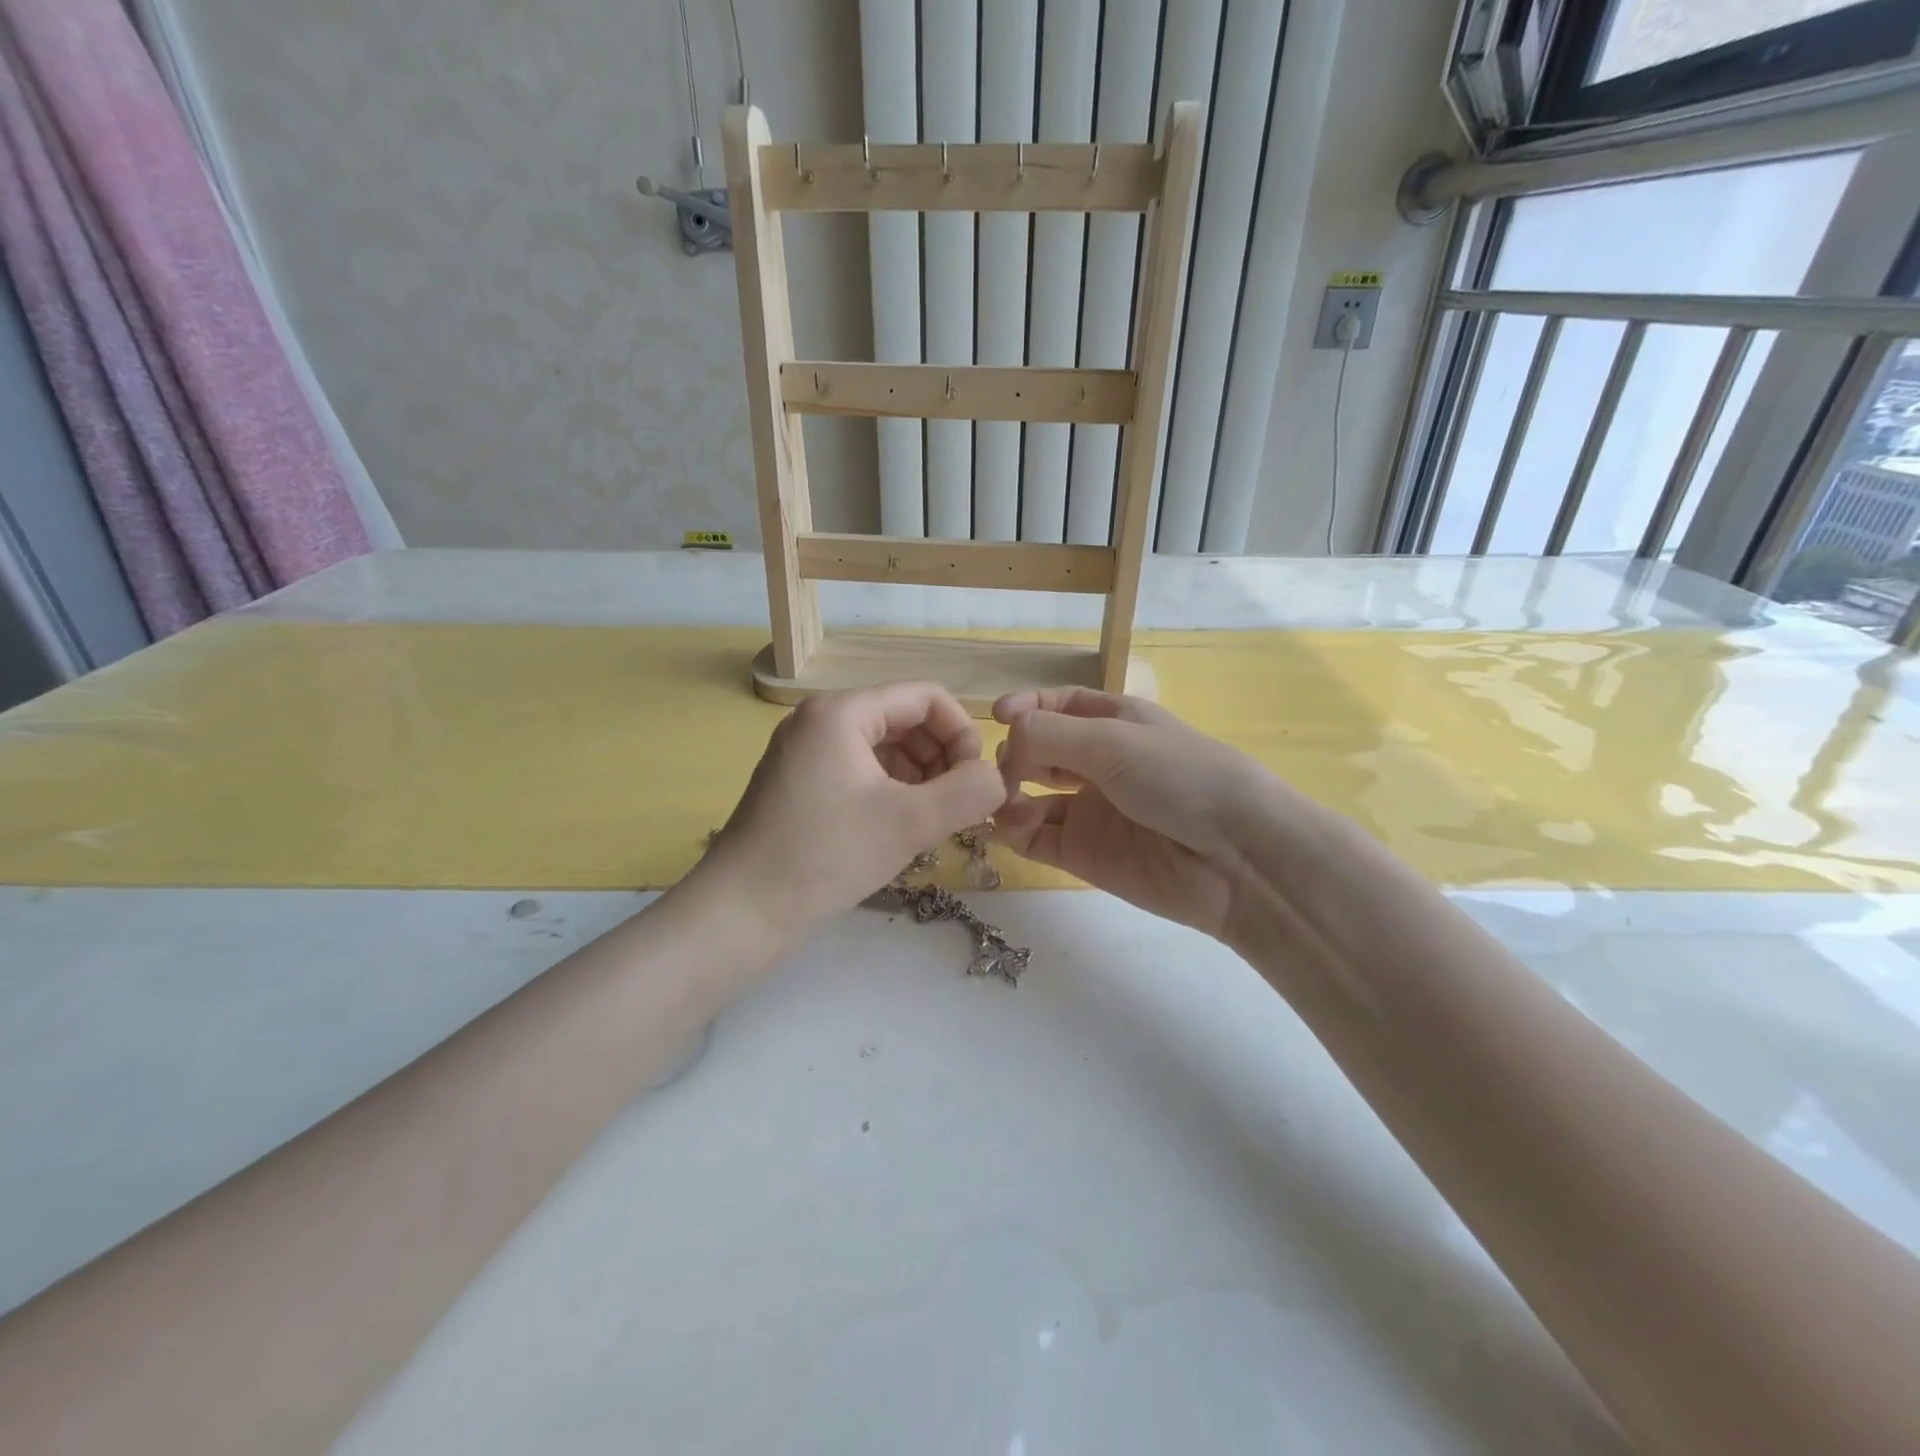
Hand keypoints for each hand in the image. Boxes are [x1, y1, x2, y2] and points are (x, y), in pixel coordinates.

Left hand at [699, 683, 1006, 939]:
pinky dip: (891, 789)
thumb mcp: (910, 823)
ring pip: (884, 746)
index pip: (925, 697)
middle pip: (904, 718)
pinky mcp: (799, 781)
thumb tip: (997, 778)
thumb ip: (969, 792)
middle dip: (941, 757)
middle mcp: (820, 719)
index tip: (975, 781)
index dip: (962, 733)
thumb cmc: (826, 857)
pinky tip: (901, 826)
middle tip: (957, 806)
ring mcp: (805, 750)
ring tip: (933, 820)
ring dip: (920, 776)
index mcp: (842, 711)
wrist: (741, 911)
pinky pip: (860, 769)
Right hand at [992, 688, 1279, 942]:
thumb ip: (1049, 734)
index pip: (1061, 705)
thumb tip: (1005, 740)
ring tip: (1002, 798)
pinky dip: (1014, 829)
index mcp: (1115, 722)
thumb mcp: (1113, 740)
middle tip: (1004, 767)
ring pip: (1030, 794)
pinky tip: (1010, 825)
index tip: (998, 716)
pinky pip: (1035, 837)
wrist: (1234, 857)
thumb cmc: (1179, 777)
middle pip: (1039, 749)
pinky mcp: (1084, 854)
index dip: (1028, 707)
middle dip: (1014, 753)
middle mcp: (1100, 763)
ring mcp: (1090, 810)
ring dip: (1008, 792)